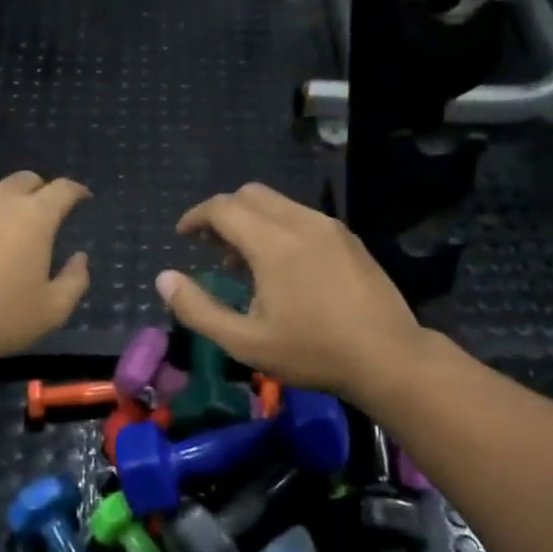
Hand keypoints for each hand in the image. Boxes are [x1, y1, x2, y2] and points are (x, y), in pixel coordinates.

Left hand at [0, 173, 90, 369]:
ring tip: (9, 233)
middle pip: (26, 180)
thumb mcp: (52, 310)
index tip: (83, 198)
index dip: (77, 191)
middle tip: (46, 214)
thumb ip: (75, 280)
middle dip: (41, 191)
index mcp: (34, 217)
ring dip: (8, 205)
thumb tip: (79, 258)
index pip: (62, 189)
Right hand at [156, 184, 424, 400]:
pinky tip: (282, 267)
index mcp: (273, 243)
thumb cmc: (312, 352)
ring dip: (251, 221)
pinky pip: (301, 216)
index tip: (183, 236)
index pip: (223, 208)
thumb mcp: (245, 342)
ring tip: (244, 263)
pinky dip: (278, 227)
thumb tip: (164, 279)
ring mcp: (329, 227)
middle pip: (250, 195)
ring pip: (278, 203)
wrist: (388, 356)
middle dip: (223, 214)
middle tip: (211, 248)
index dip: (196, 217)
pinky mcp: (348, 238)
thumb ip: (198, 309)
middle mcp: (301, 221)